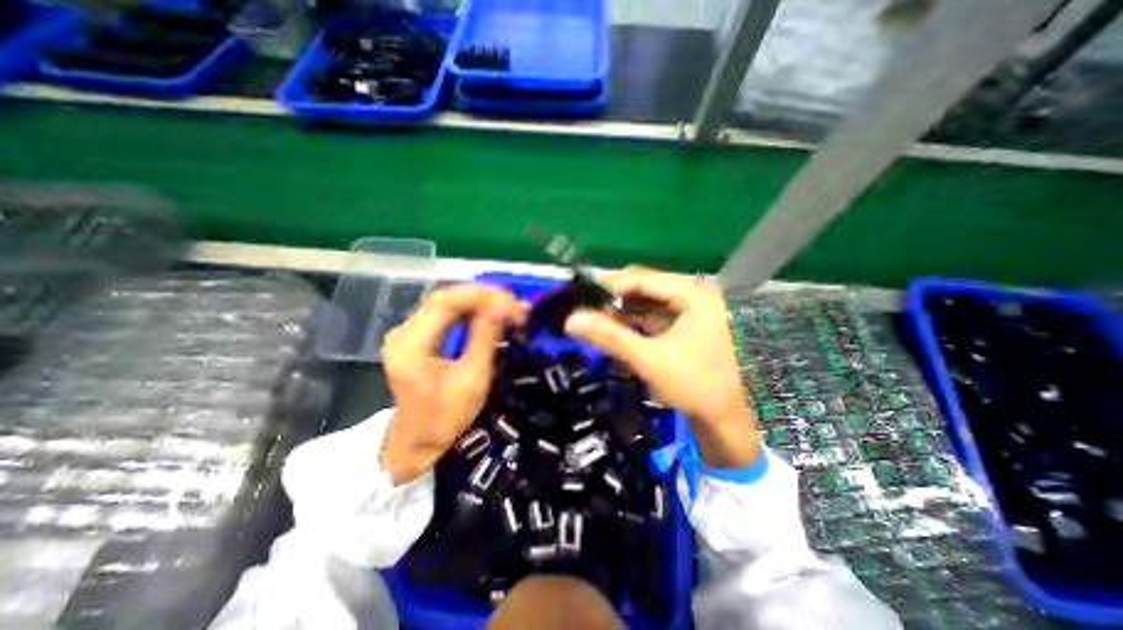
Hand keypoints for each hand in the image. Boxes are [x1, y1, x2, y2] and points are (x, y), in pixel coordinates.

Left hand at [382, 283, 525, 481]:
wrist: (418, 440)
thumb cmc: (446, 417)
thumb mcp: (472, 380)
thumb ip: (485, 338)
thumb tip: (503, 306)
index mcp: (410, 347)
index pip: (443, 303)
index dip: (479, 295)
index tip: (510, 301)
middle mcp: (402, 333)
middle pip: (444, 299)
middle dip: (482, 297)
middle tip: (514, 304)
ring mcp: (406, 334)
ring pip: (445, 304)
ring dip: (478, 303)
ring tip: (507, 308)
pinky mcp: (415, 337)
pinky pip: (444, 315)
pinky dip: (469, 312)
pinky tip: (489, 315)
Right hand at [567, 266, 758, 466]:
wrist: (730, 419)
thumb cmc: (695, 385)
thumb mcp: (649, 359)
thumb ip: (610, 336)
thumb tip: (571, 320)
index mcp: (694, 294)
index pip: (644, 278)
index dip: (612, 285)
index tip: (584, 294)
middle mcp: (697, 295)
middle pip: (648, 287)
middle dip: (618, 299)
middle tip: (590, 311)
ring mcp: (696, 310)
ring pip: (651, 301)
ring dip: (626, 311)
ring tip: (601, 321)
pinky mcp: (691, 325)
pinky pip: (659, 315)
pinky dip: (639, 321)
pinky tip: (622, 330)